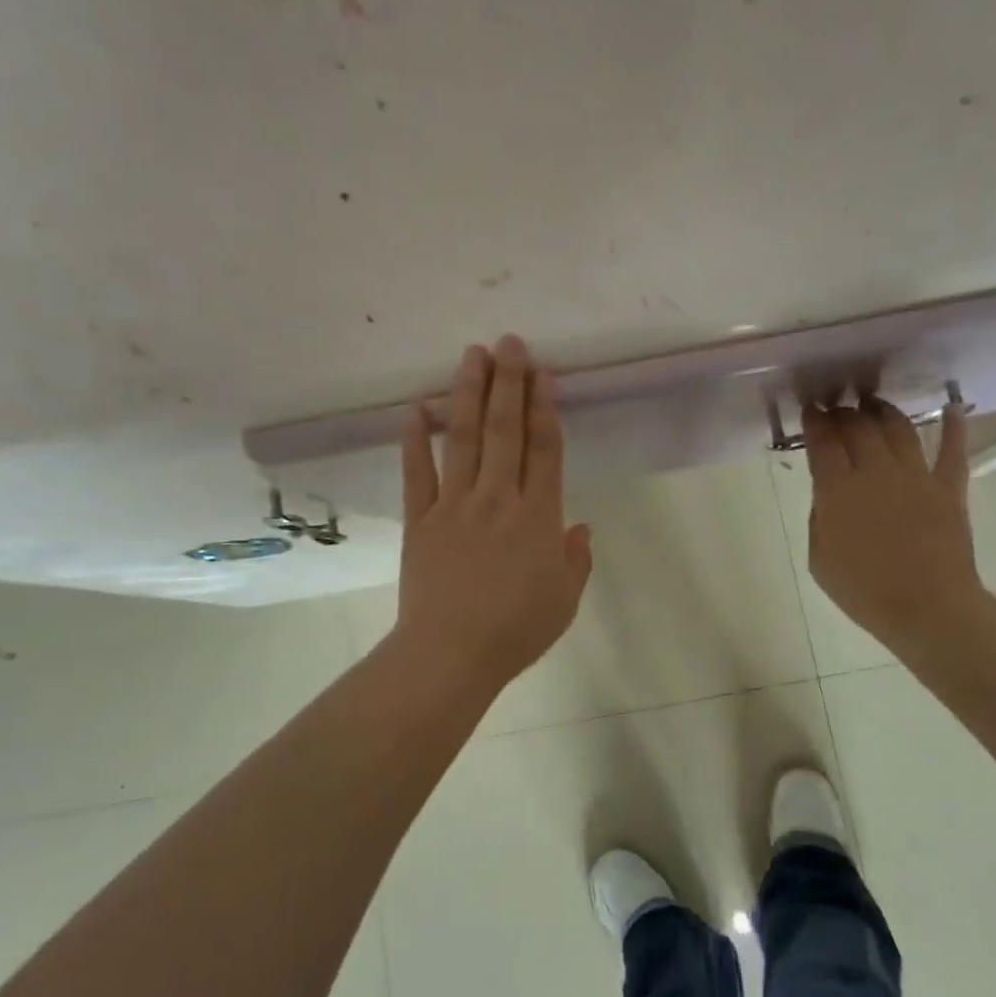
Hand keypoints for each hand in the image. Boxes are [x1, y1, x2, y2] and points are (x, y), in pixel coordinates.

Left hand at [391, 336, 593, 693]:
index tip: (543, 372)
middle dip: (508, 382)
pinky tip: (415, 408)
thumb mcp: (565, 600)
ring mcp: (454, 505)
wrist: (451, 654)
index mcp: (538, 516)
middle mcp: (497, 498)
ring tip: (471, 355)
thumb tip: (581, 527)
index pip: (545, 449)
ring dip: (467, 394)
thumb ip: (576, 559)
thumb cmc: (516, 630)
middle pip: (504, 430)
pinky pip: (416, 472)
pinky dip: (414, 439)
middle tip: (508, 343)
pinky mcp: (419, 519)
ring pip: (462, 438)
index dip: (545, 407)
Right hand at [803, 399, 985, 653]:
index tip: (811, 411)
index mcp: (838, 490)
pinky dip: (954, 426)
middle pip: (858, 428)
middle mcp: (876, 472)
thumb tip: (828, 494)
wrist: (927, 609)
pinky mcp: (949, 488)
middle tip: (836, 410)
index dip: (815, 422)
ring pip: (899, 428)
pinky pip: (953, 450)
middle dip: (844, 413)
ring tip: (873, 404)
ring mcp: (917, 477)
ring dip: (883, 411)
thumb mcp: (819, 559)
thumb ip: (820, 518)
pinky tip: (953, 406)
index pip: (823, 443)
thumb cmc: (864, 591)